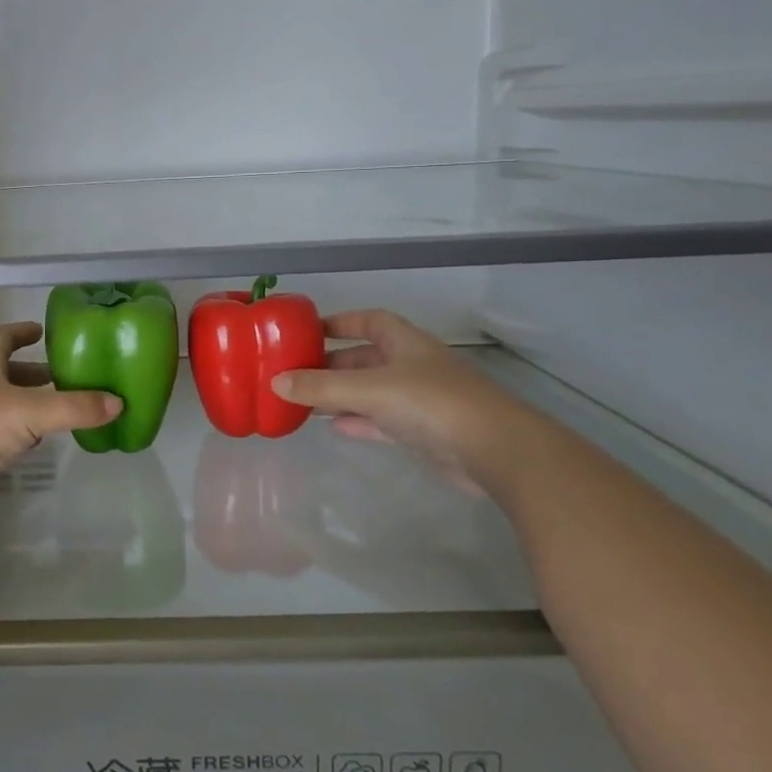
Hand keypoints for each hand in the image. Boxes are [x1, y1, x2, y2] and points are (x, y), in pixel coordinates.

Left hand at [0, 323, 122, 500]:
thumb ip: (74, 407)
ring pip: (0, 404)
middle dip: (31, 372)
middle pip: (2, 372)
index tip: (41, 330)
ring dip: (26, 403)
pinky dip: (17, 432)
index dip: (20, 332)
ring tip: (57, 409)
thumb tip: (118, 402)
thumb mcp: (31, 411)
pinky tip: (34, 443)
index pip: (1, 338)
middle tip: (63, 376)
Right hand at [270, 310, 532, 494]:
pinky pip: (382, 419)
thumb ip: (321, 387)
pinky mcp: (425, 431)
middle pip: (366, 357)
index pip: (369, 320)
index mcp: (405, 343)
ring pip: (372, 390)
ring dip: (342, 394)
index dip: (340, 322)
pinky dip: (359, 420)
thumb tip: (276, 382)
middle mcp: (413, 365)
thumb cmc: (431, 403)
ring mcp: (421, 399)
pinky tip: (335, 427)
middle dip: (333, 363)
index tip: (308, 330)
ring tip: (305, 401)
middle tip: (296, 373)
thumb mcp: (369, 389)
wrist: (495, 450)